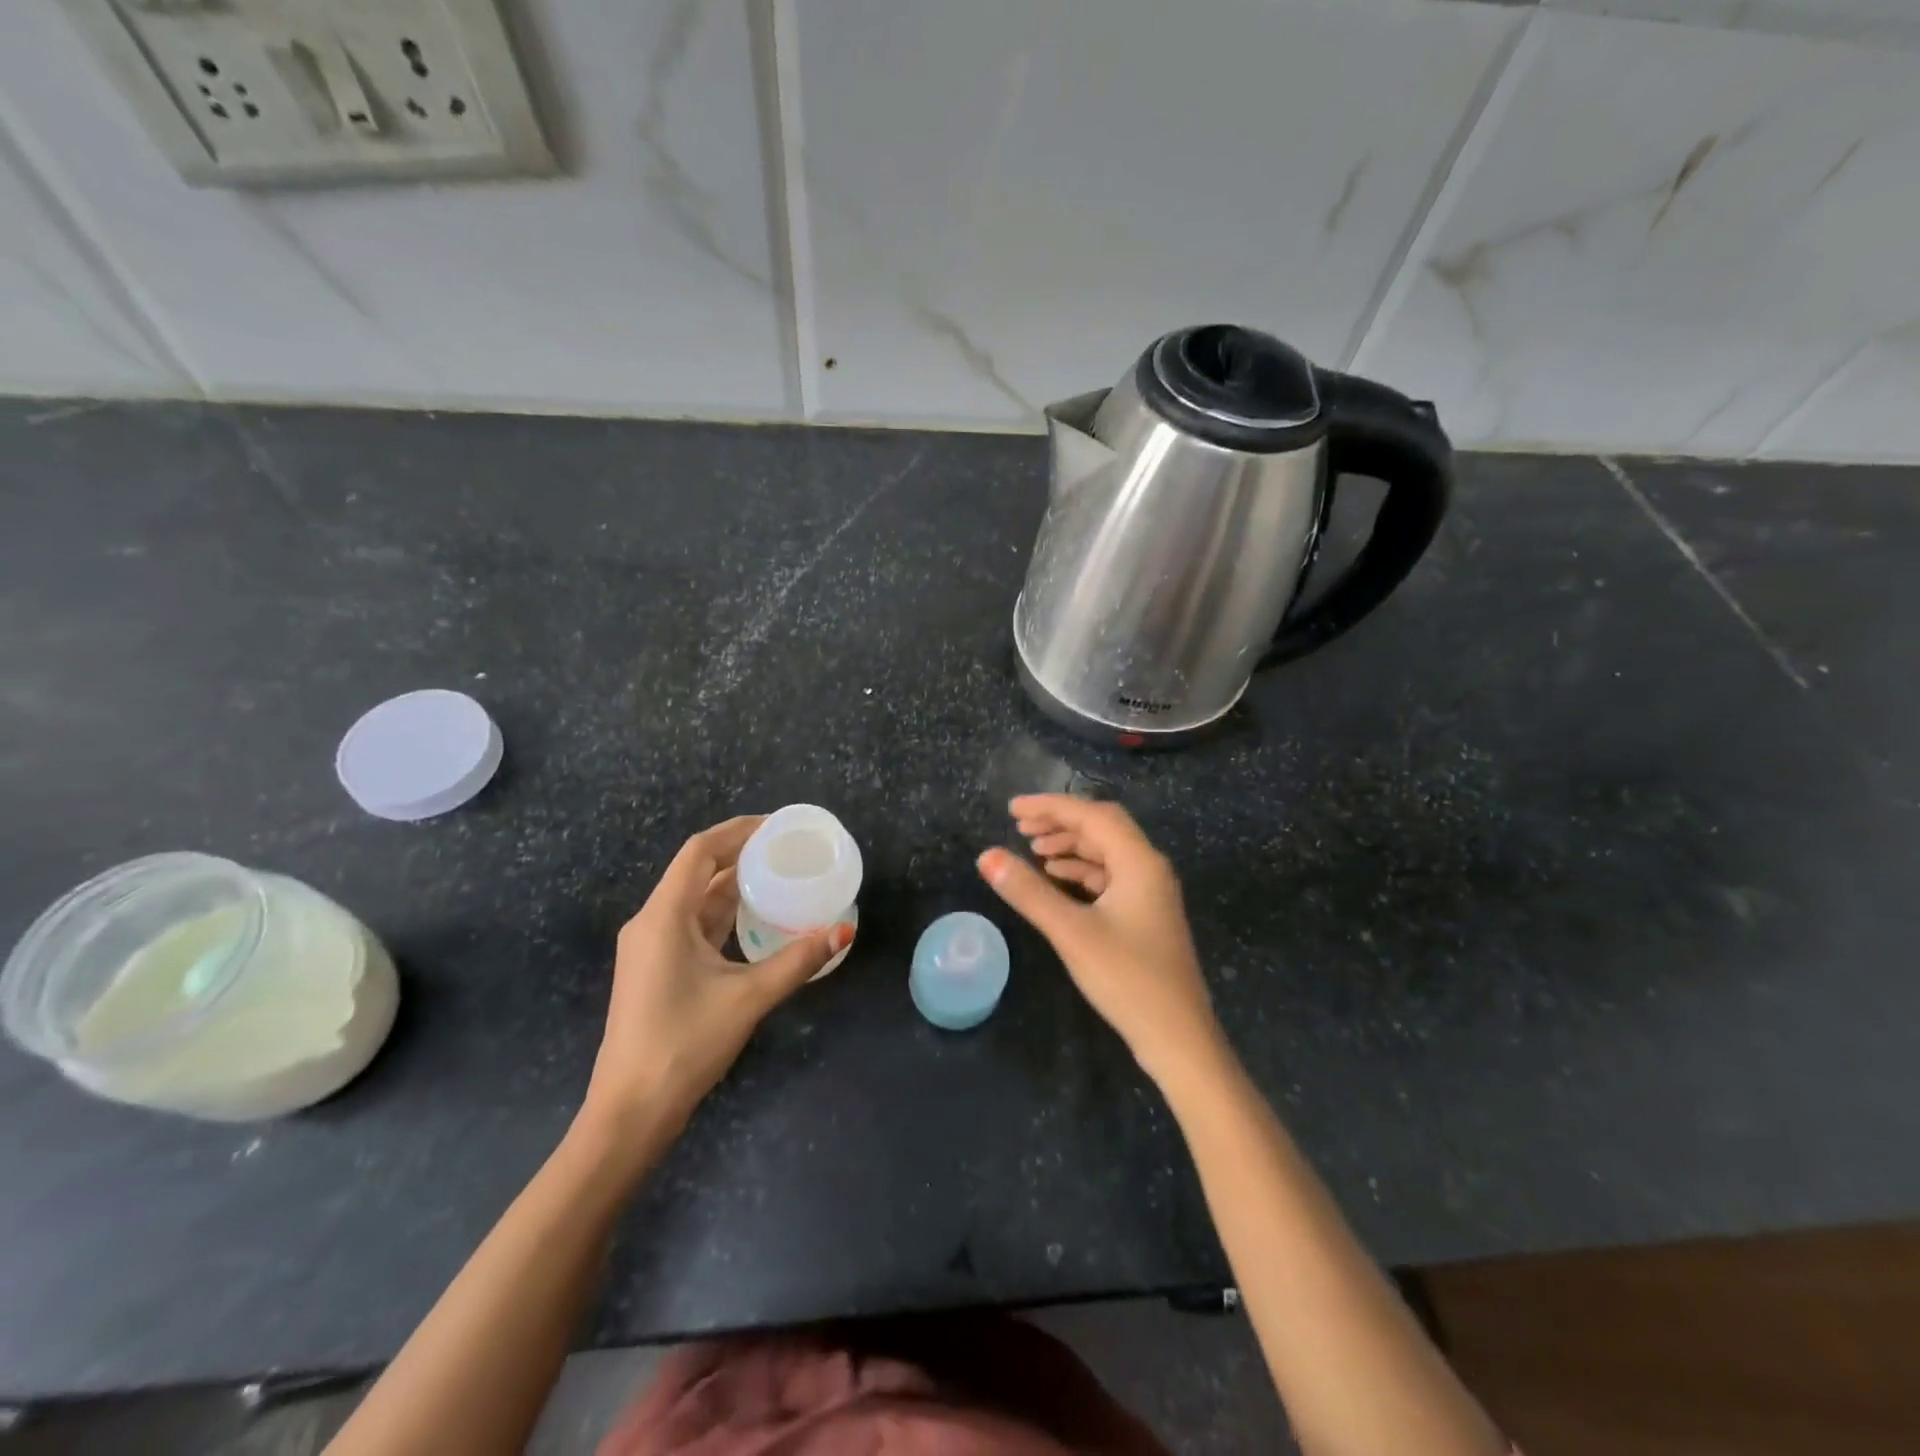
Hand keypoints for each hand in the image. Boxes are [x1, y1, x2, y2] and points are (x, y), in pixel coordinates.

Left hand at [583, 816, 853, 1136]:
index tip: (777, 825)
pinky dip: (726, 913)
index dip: (738, 831)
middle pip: (698, 870)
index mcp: (663, 917)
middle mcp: (652, 922)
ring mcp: (652, 946)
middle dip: (741, 854)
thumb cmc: (683, 1045)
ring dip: (734, 884)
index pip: (699, 851)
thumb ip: (797, 962)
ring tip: (780, 875)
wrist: (630, 1111)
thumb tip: (843, 932)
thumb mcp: (747, 999)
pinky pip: (695, 924)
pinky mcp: (659, 967)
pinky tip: (758, 917)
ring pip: (697, 899)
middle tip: (788, 849)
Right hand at [978, 795, 1225, 1086]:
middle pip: (1102, 827)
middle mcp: (1150, 868)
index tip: (1012, 808)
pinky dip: (1082, 870)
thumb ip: (1028, 892)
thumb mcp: (1071, 932)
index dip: (1051, 806)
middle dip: (1061, 822)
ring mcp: (1152, 892)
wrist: (1178, 1037)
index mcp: (1139, 862)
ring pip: (1107, 852)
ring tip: (1034, 850)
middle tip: (1020, 826)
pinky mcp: (1147, 915)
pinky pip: (1111, 875)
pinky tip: (1059, 878)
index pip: (1092, 815)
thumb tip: (987, 856)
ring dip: (1071, 845)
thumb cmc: (1127, 979)